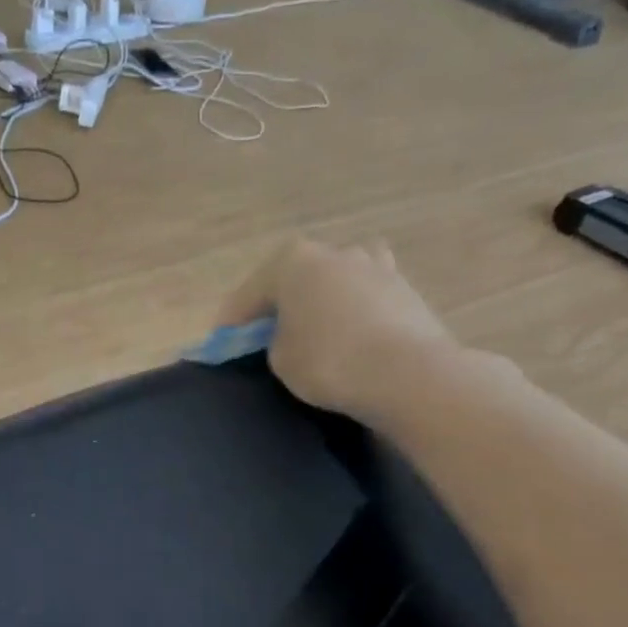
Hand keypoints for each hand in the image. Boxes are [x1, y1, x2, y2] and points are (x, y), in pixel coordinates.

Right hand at [220, 241, 451, 419]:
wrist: (406, 374)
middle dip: (280, 305)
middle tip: (266, 335)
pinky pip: (364, 300)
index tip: (220, 344)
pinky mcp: (405, 290)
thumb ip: (275, 340)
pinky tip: (351, 336)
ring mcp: (376, 266)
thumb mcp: (280, 358)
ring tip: (315, 330)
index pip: (249, 293)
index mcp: (294, 260)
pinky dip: (353, 314)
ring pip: (335, 283)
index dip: (231, 322)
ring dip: (321, 302)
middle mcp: (335, 252)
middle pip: (296, 280)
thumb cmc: (328, 361)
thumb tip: (291, 334)